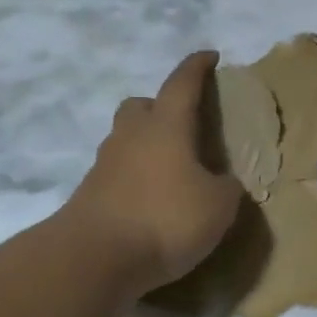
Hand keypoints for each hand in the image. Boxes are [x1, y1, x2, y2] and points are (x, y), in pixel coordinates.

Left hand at [65, 52, 245, 294]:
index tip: (210, 56)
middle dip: (161, 107)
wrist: (93, 259)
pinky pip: (117, 172)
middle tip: (183, 125)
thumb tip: (222, 183)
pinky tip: (151, 200)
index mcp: (166, 126)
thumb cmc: (165, 219)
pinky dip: (135, 177)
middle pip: (141, 105)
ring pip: (126, 139)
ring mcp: (105, 165)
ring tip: (170, 168)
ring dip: (146, 144)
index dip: (197, 67)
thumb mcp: (218, 206)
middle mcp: (132, 136)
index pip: (183, 83)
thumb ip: (226, 188)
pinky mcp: (90, 194)